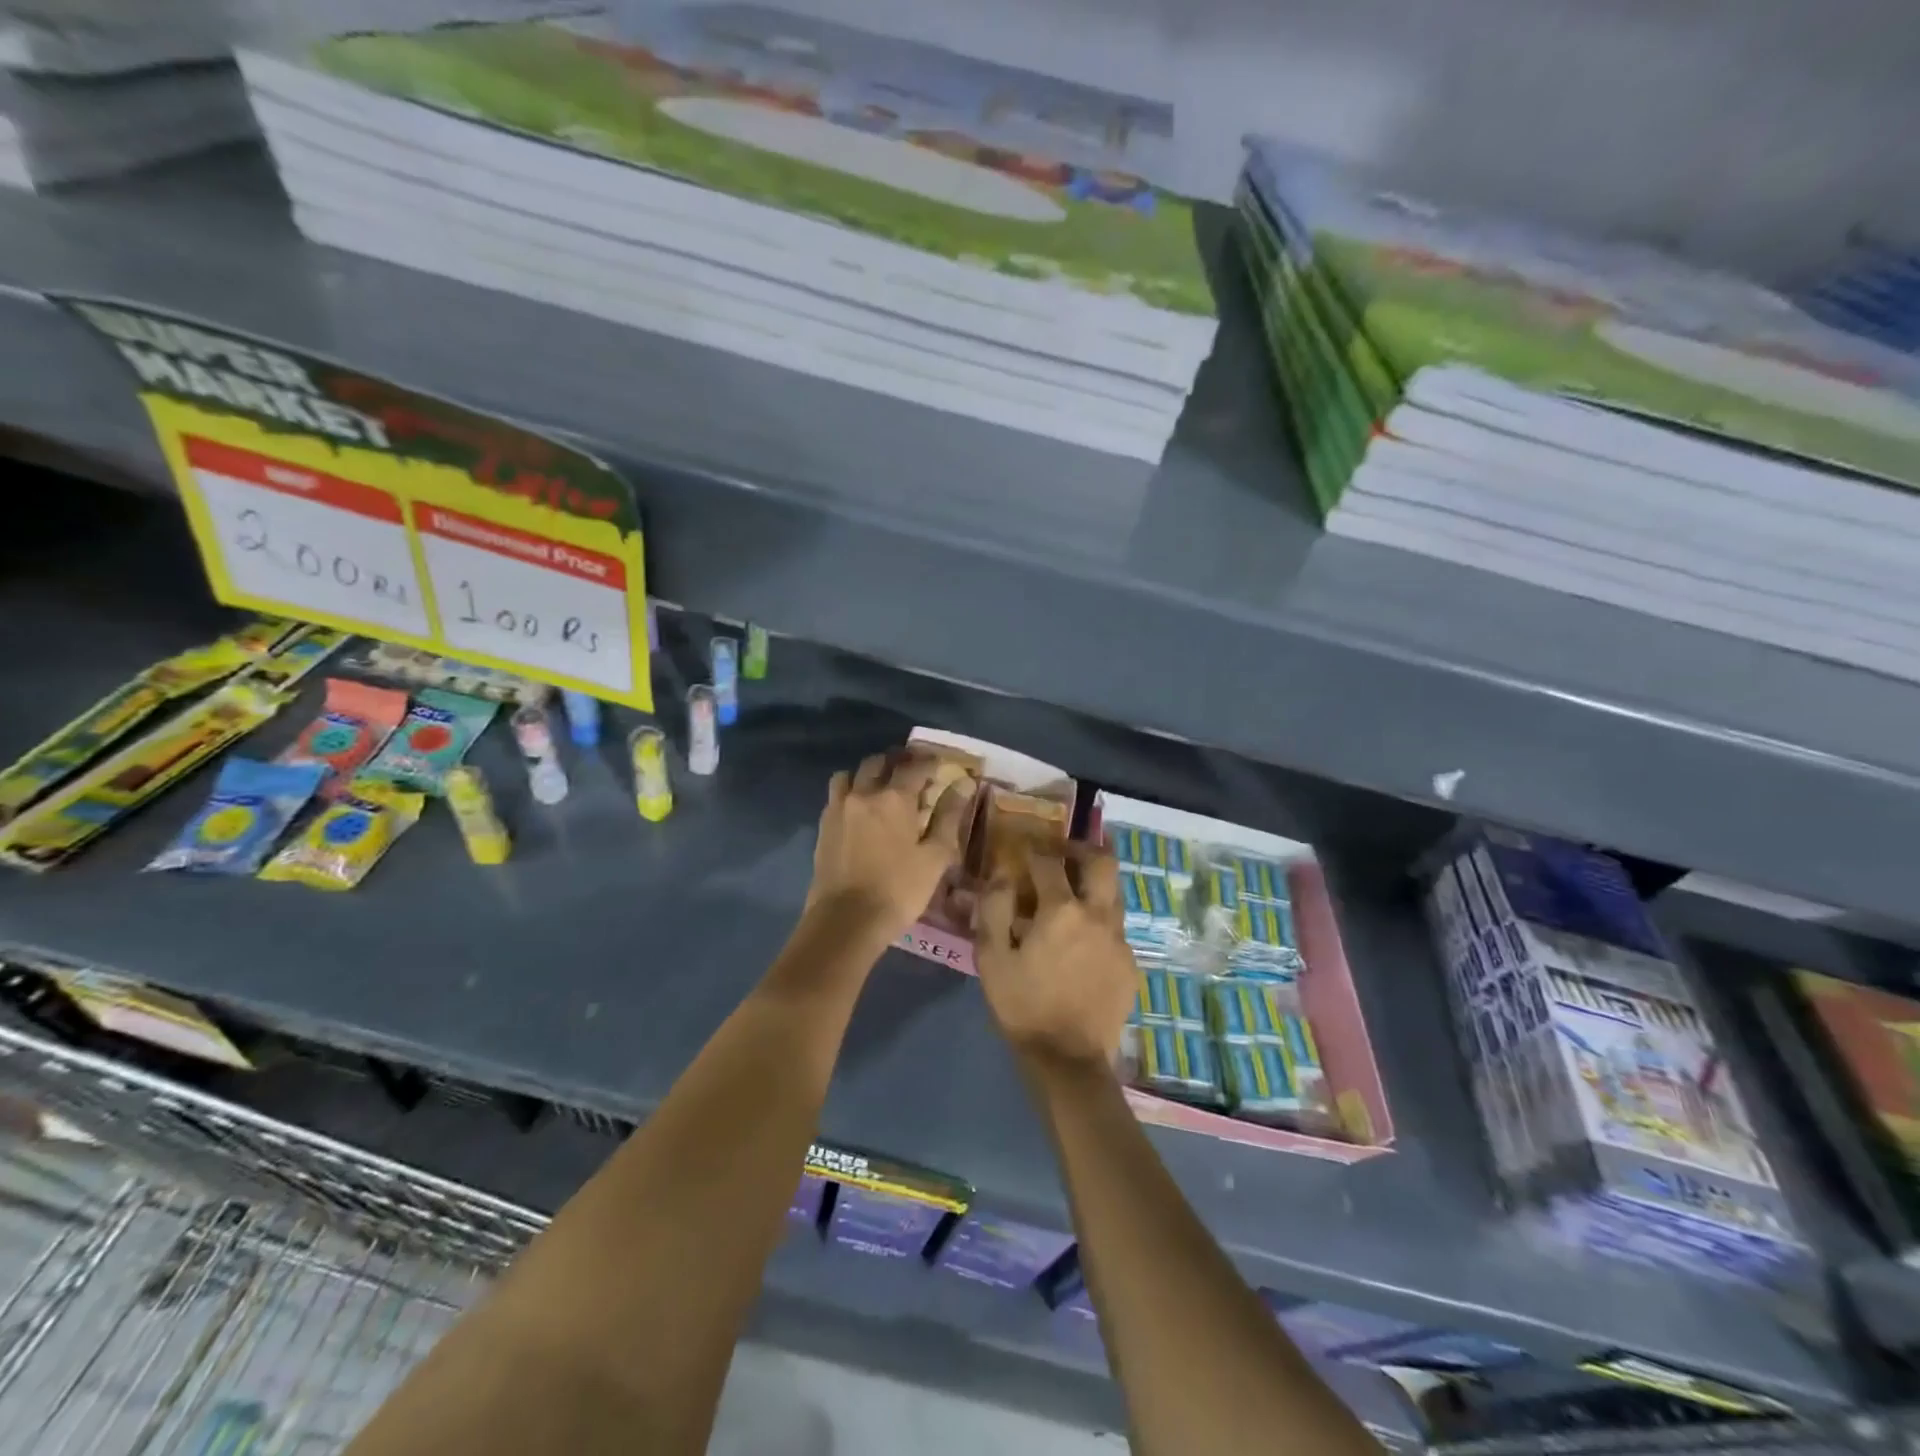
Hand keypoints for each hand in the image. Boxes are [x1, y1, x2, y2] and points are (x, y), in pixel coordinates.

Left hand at [808, 753, 970, 940]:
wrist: (846, 920)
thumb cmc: (899, 890)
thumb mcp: (935, 857)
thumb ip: (949, 817)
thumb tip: (963, 784)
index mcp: (894, 798)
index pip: (915, 767)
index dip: (929, 762)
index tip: (939, 764)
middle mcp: (864, 793)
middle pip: (878, 762)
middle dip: (897, 761)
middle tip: (911, 772)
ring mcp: (839, 808)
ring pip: (851, 774)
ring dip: (867, 774)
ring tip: (880, 787)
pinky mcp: (823, 825)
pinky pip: (836, 795)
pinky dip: (850, 792)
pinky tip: (860, 810)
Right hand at [975, 844, 1135, 1067]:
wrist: (1068, 1060)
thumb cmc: (1023, 1005)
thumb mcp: (992, 958)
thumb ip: (994, 909)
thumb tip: (1001, 875)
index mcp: (1062, 910)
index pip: (1049, 861)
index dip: (1034, 849)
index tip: (1023, 848)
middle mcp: (1098, 916)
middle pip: (1103, 862)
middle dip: (1084, 848)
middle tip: (1065, 852)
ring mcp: (1120, 940)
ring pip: (1115, 893)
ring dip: (1095, 884)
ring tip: (1074, 892)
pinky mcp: (1130, 964)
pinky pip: (1116, 929)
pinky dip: (1099, 921)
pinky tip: (1083, 941)